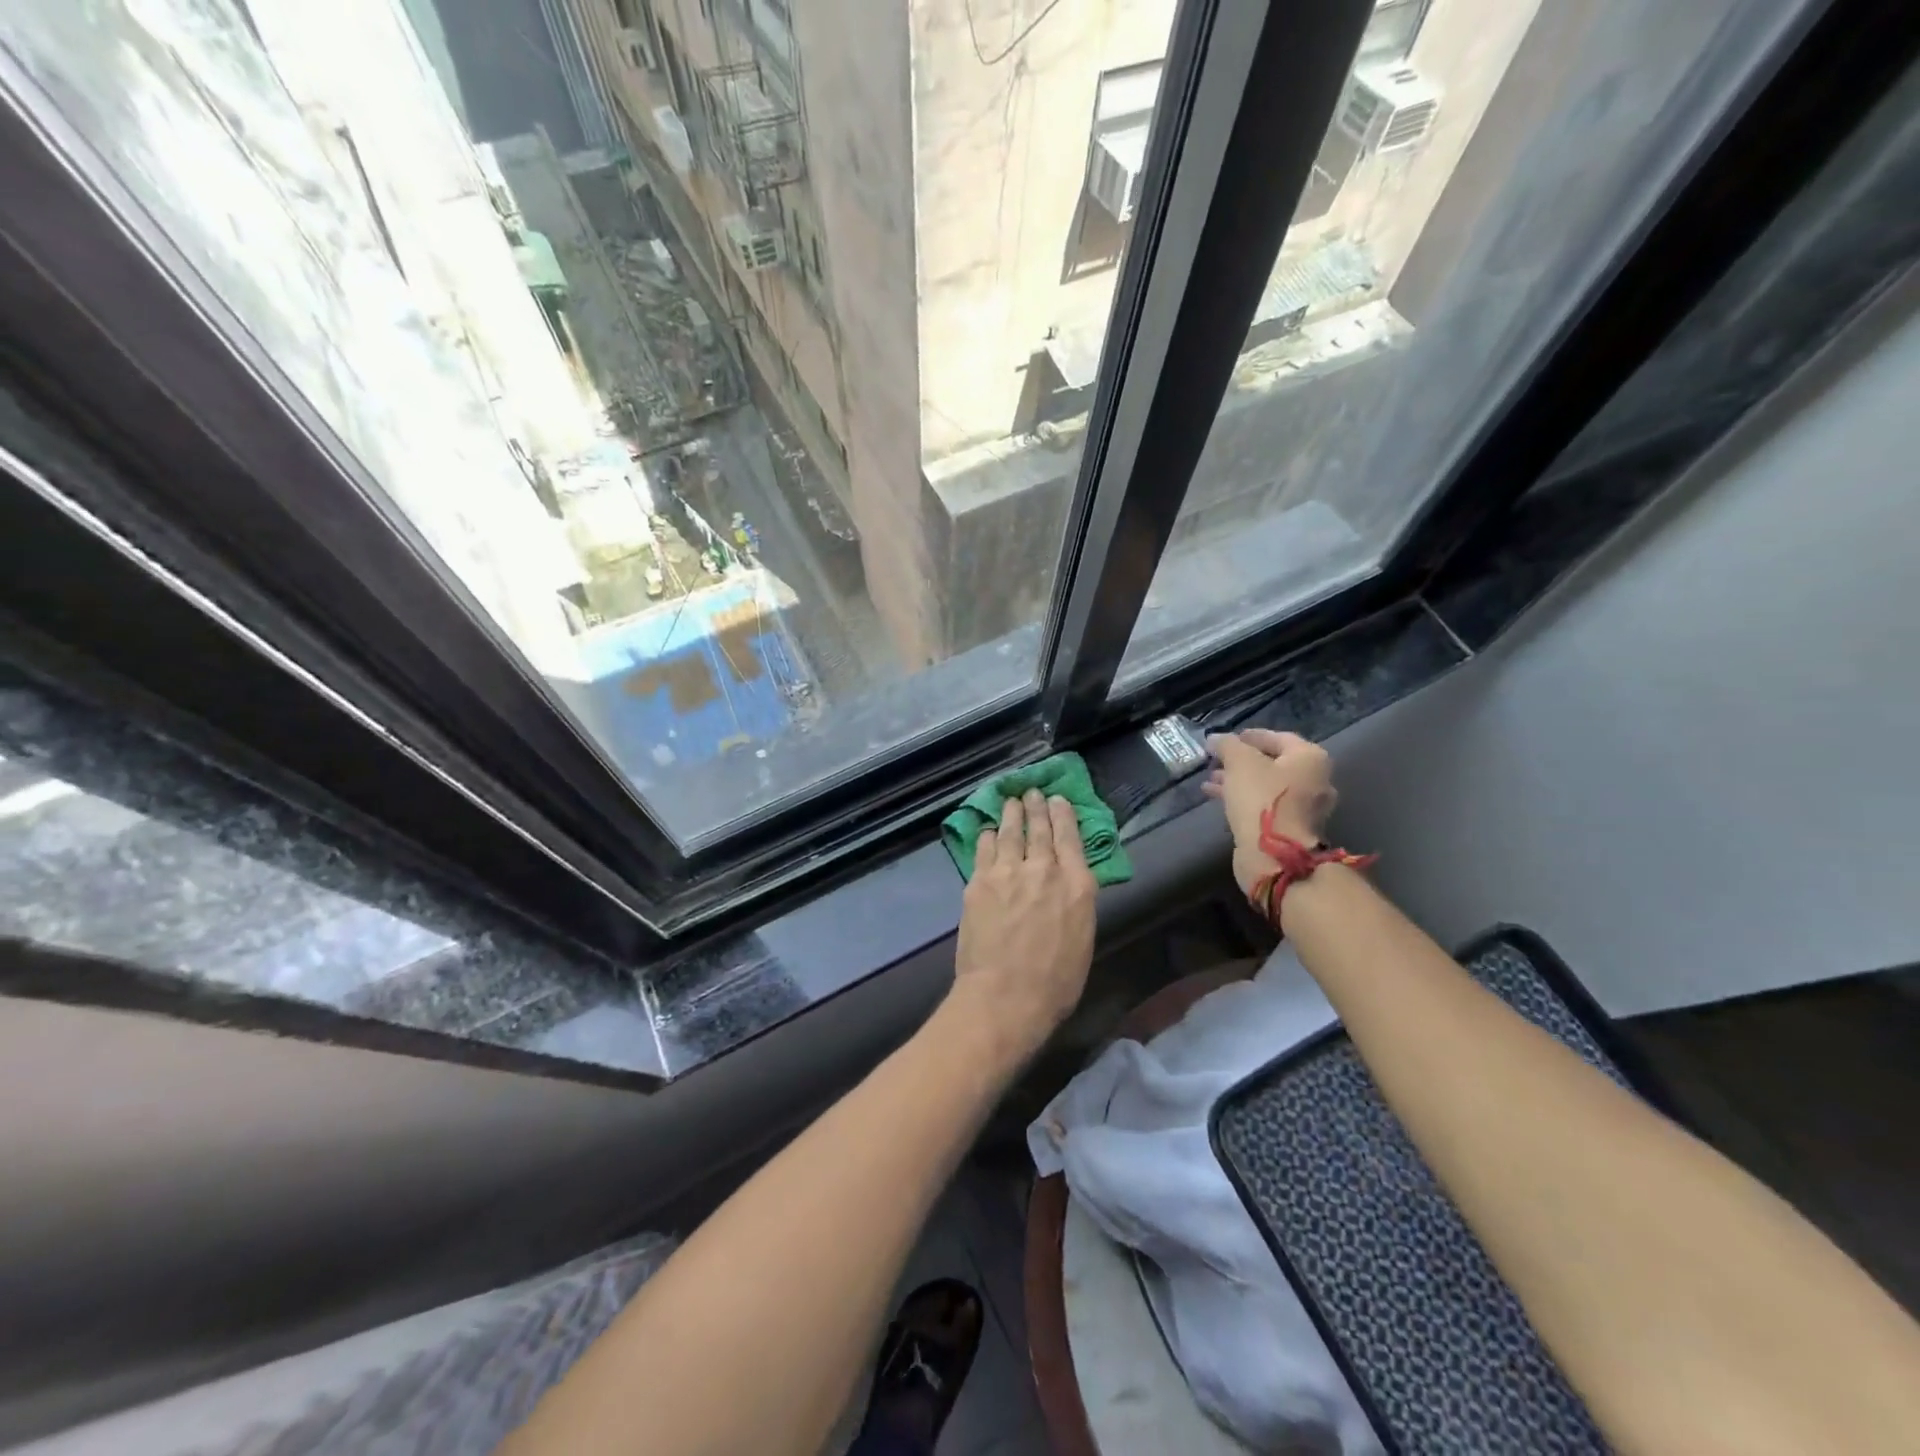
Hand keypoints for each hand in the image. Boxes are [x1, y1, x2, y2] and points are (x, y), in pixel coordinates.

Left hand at [950, 791, 1096, 1063]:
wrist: (1005, 996)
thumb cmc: (1055, 983)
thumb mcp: (1083, 939)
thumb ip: (1075, 902)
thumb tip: (1068, 883)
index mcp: (1077, 885)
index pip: (1070, 837)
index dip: (1063, 815)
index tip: (1058, 800)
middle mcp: (1044, 869)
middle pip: (1038, 828)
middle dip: (1035, 806)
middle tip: (1032, 792)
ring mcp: (1008, 872)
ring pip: (1009, 832)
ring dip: (1010, 813)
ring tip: (1010, 801)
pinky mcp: (979, 881)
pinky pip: (983, 849)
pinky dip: (986, 836)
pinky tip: (986, 830)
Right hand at [1203, 730, 1338, 896]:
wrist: (1275, 855)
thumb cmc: (1262, 798)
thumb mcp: (1239, 763)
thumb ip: (1227, 745)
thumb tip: (1216, 739)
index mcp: (1310, 758)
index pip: (1278, 738)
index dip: (1249, 736)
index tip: (1226, 739)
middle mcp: (1315, 780)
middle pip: (1273, 764)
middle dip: (1241, 762)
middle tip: (1216, 761)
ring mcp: (1305, 808)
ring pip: (1267, 787)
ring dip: (1238, 782)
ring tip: (1210, 781)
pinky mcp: (1291, 829)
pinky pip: (1265, 806)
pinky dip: (1244, 800)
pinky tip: (1218, 799)